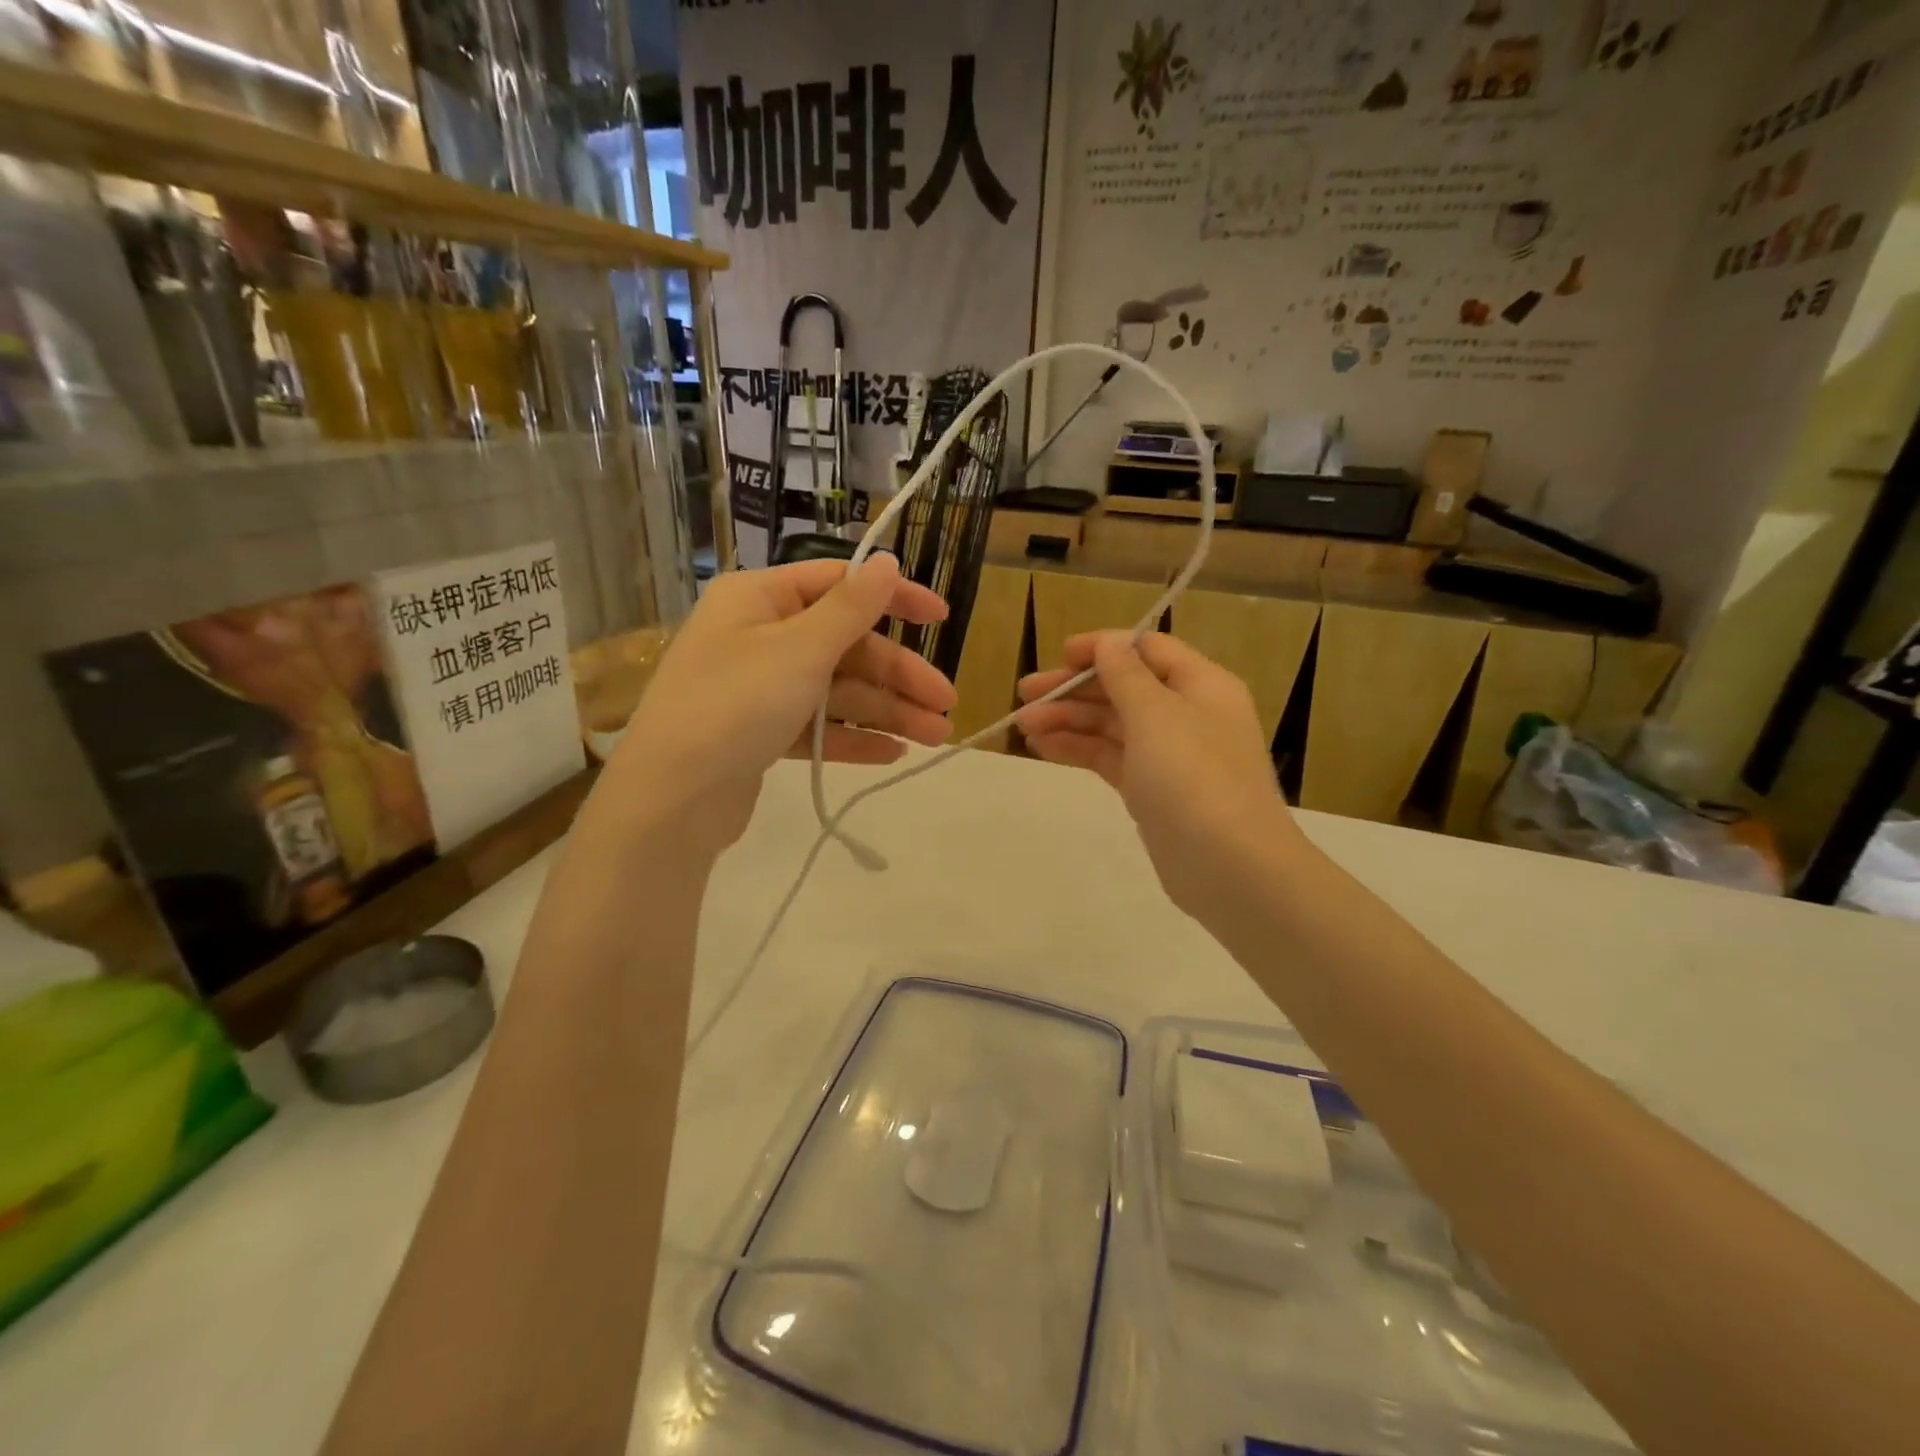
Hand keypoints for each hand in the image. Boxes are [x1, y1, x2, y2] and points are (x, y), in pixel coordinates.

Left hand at [602, 557, 955, 856]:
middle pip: (845, 647)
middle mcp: (759, 636)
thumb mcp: (800, 649)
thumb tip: (887, 560)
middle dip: (898, 677)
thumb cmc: (735, 705)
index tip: (942, 619)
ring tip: (934, 738)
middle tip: (946, 705)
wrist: (670, 799)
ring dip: (886, 712)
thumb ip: (850, 608)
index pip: (839, 584)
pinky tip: (893, 753)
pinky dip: (853, 738)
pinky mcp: (760, 734)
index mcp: (760, 599)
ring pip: (836, 691)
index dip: (895, 599)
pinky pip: (817, 727)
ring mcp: (759, 688)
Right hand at [1016, 631, 1294, 917]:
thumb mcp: (1156, 715)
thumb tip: (1108, 642)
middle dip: (1074, 688)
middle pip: (1124, 687)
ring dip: (1068, 719)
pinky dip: (1078, 749)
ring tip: (1023, 724)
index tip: (1059, 656)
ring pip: (1112, 724)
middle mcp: (1187, 713)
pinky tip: (1043, 747)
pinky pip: (1110, 757)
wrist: (1229, 867)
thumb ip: (1126, 675)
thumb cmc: (1194, 777)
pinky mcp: (1152, 790)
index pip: (1147, 649)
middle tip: (1024, 694)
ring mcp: (1169, 755)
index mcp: (1201, 684)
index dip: (1102, 648)